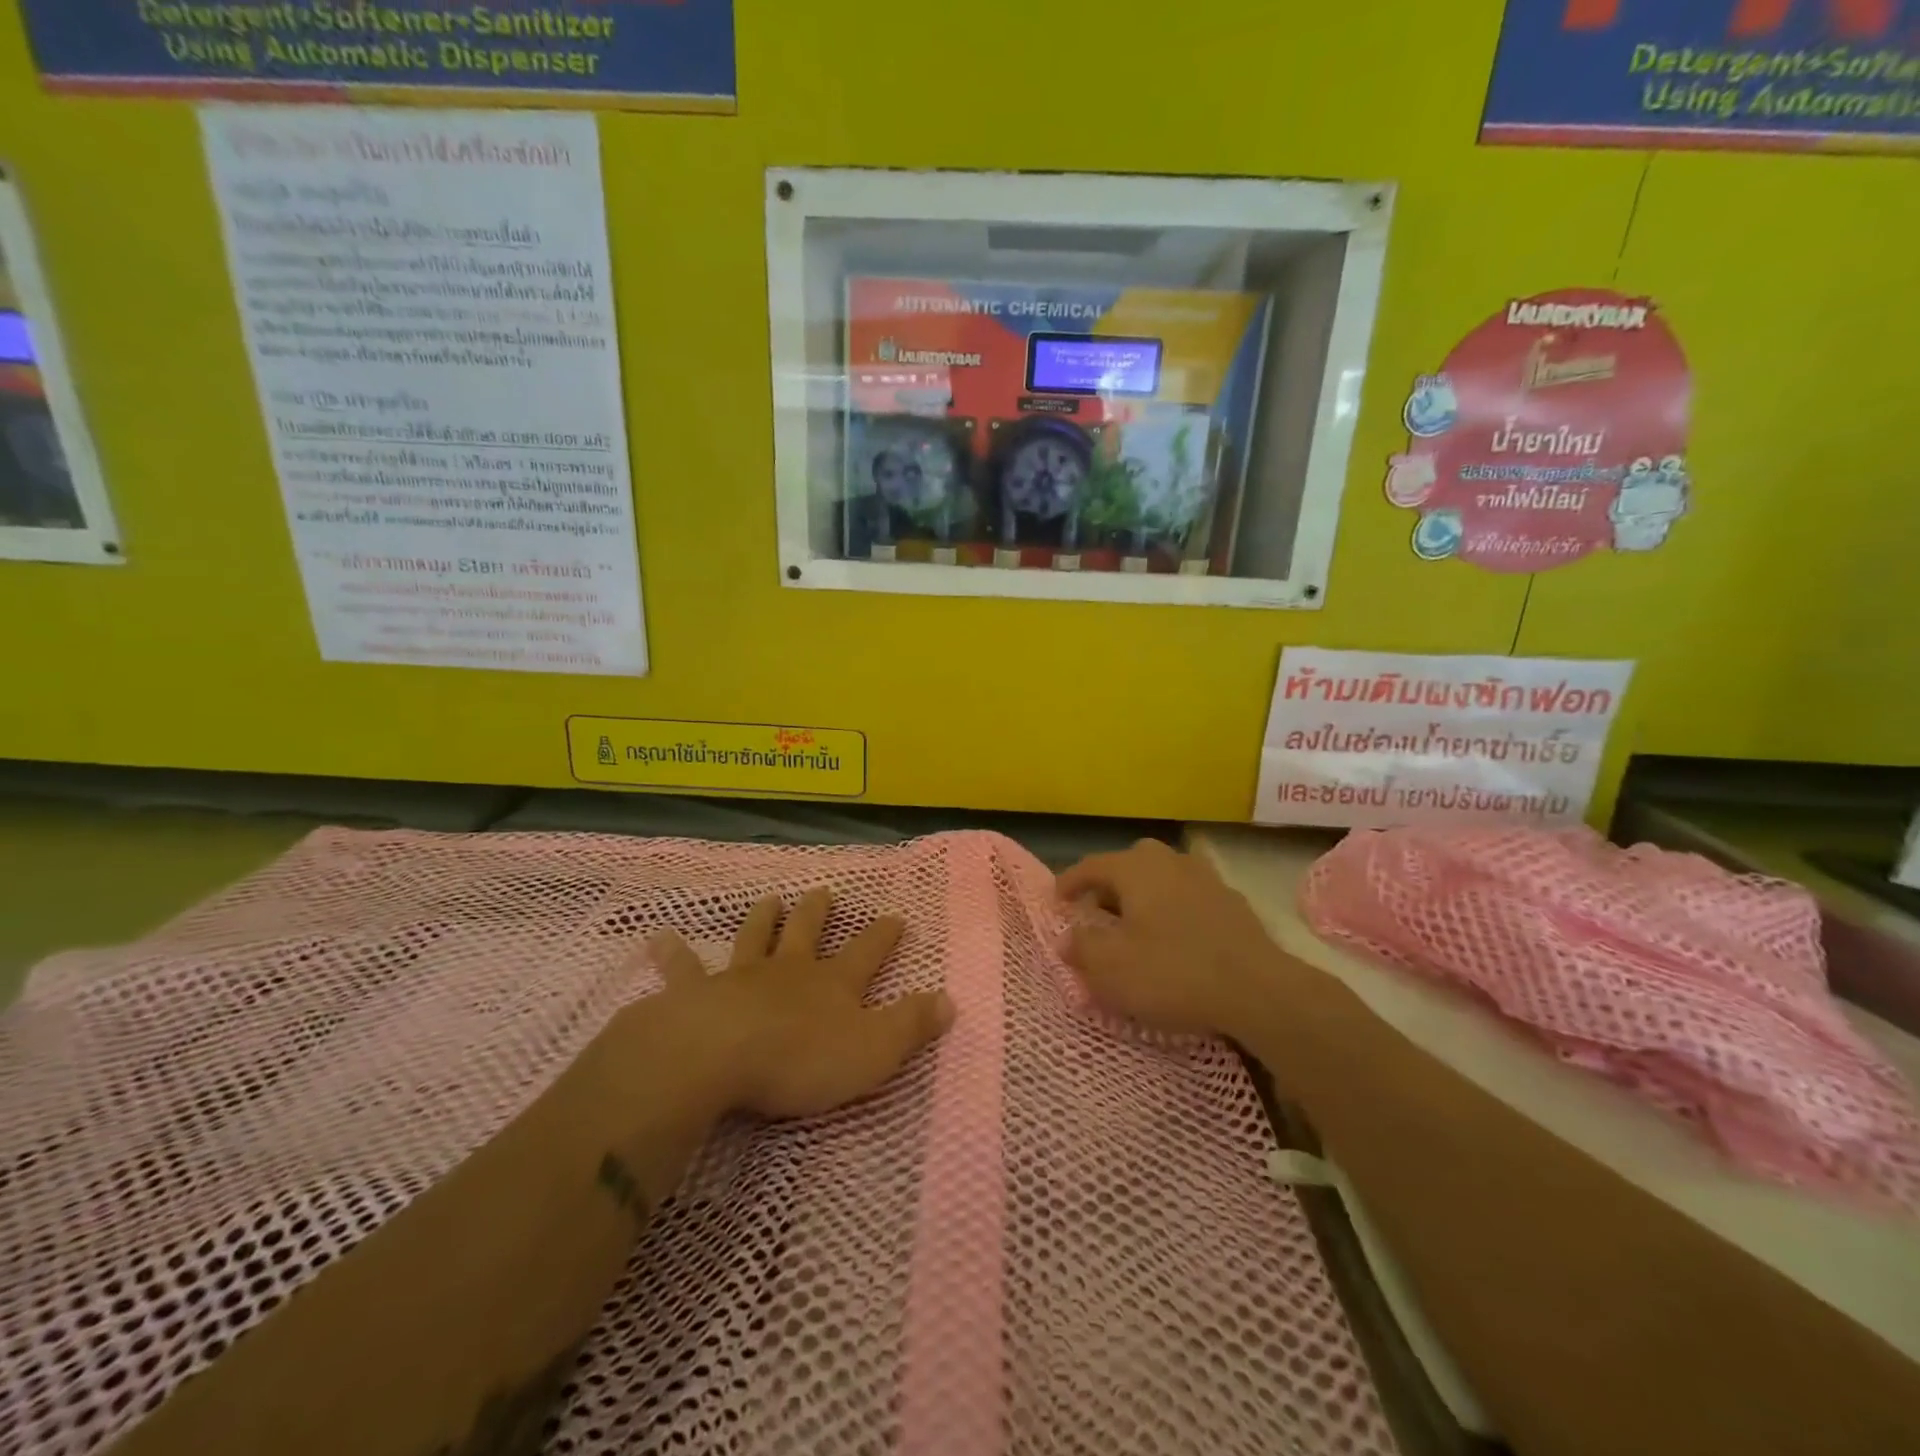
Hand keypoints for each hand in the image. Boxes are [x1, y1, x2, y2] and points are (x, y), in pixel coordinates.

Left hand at [646, 889, 952, 1118]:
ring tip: (768, 899)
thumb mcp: (873, 1050)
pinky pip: (684, 970)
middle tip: (824, 892)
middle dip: (819, 913)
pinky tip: (659, 938)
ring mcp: (741, 978)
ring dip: (763, 919)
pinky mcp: (697, 995)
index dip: (882, 935)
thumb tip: (950, 1000)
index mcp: (832, 984)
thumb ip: (911, 1026)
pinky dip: (674, 954)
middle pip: (807, 933)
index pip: (867, 952)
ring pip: (755, 939)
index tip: (895, 915)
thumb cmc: (802, 1059)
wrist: (720, 1056)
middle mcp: (789, 971)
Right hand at [1057, 839, 1286, 1039]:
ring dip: (1142, 898)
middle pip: (1128, 866)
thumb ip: (1082, 947)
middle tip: (1095, 915)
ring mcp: (1205, 878)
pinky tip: (1174, 939)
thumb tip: (1068, 937)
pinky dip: (1171, 911)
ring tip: (1134, 927)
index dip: (1069, 882)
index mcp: (1135, 868)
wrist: (1258, 990)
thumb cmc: (1172, 972)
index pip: (1091, 865)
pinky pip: (1187, 898)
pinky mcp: (1232, 902)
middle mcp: (1169, 861)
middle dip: (1108, 888)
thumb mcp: (1111, 968)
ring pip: (1161, 880)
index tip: (1056, 900)